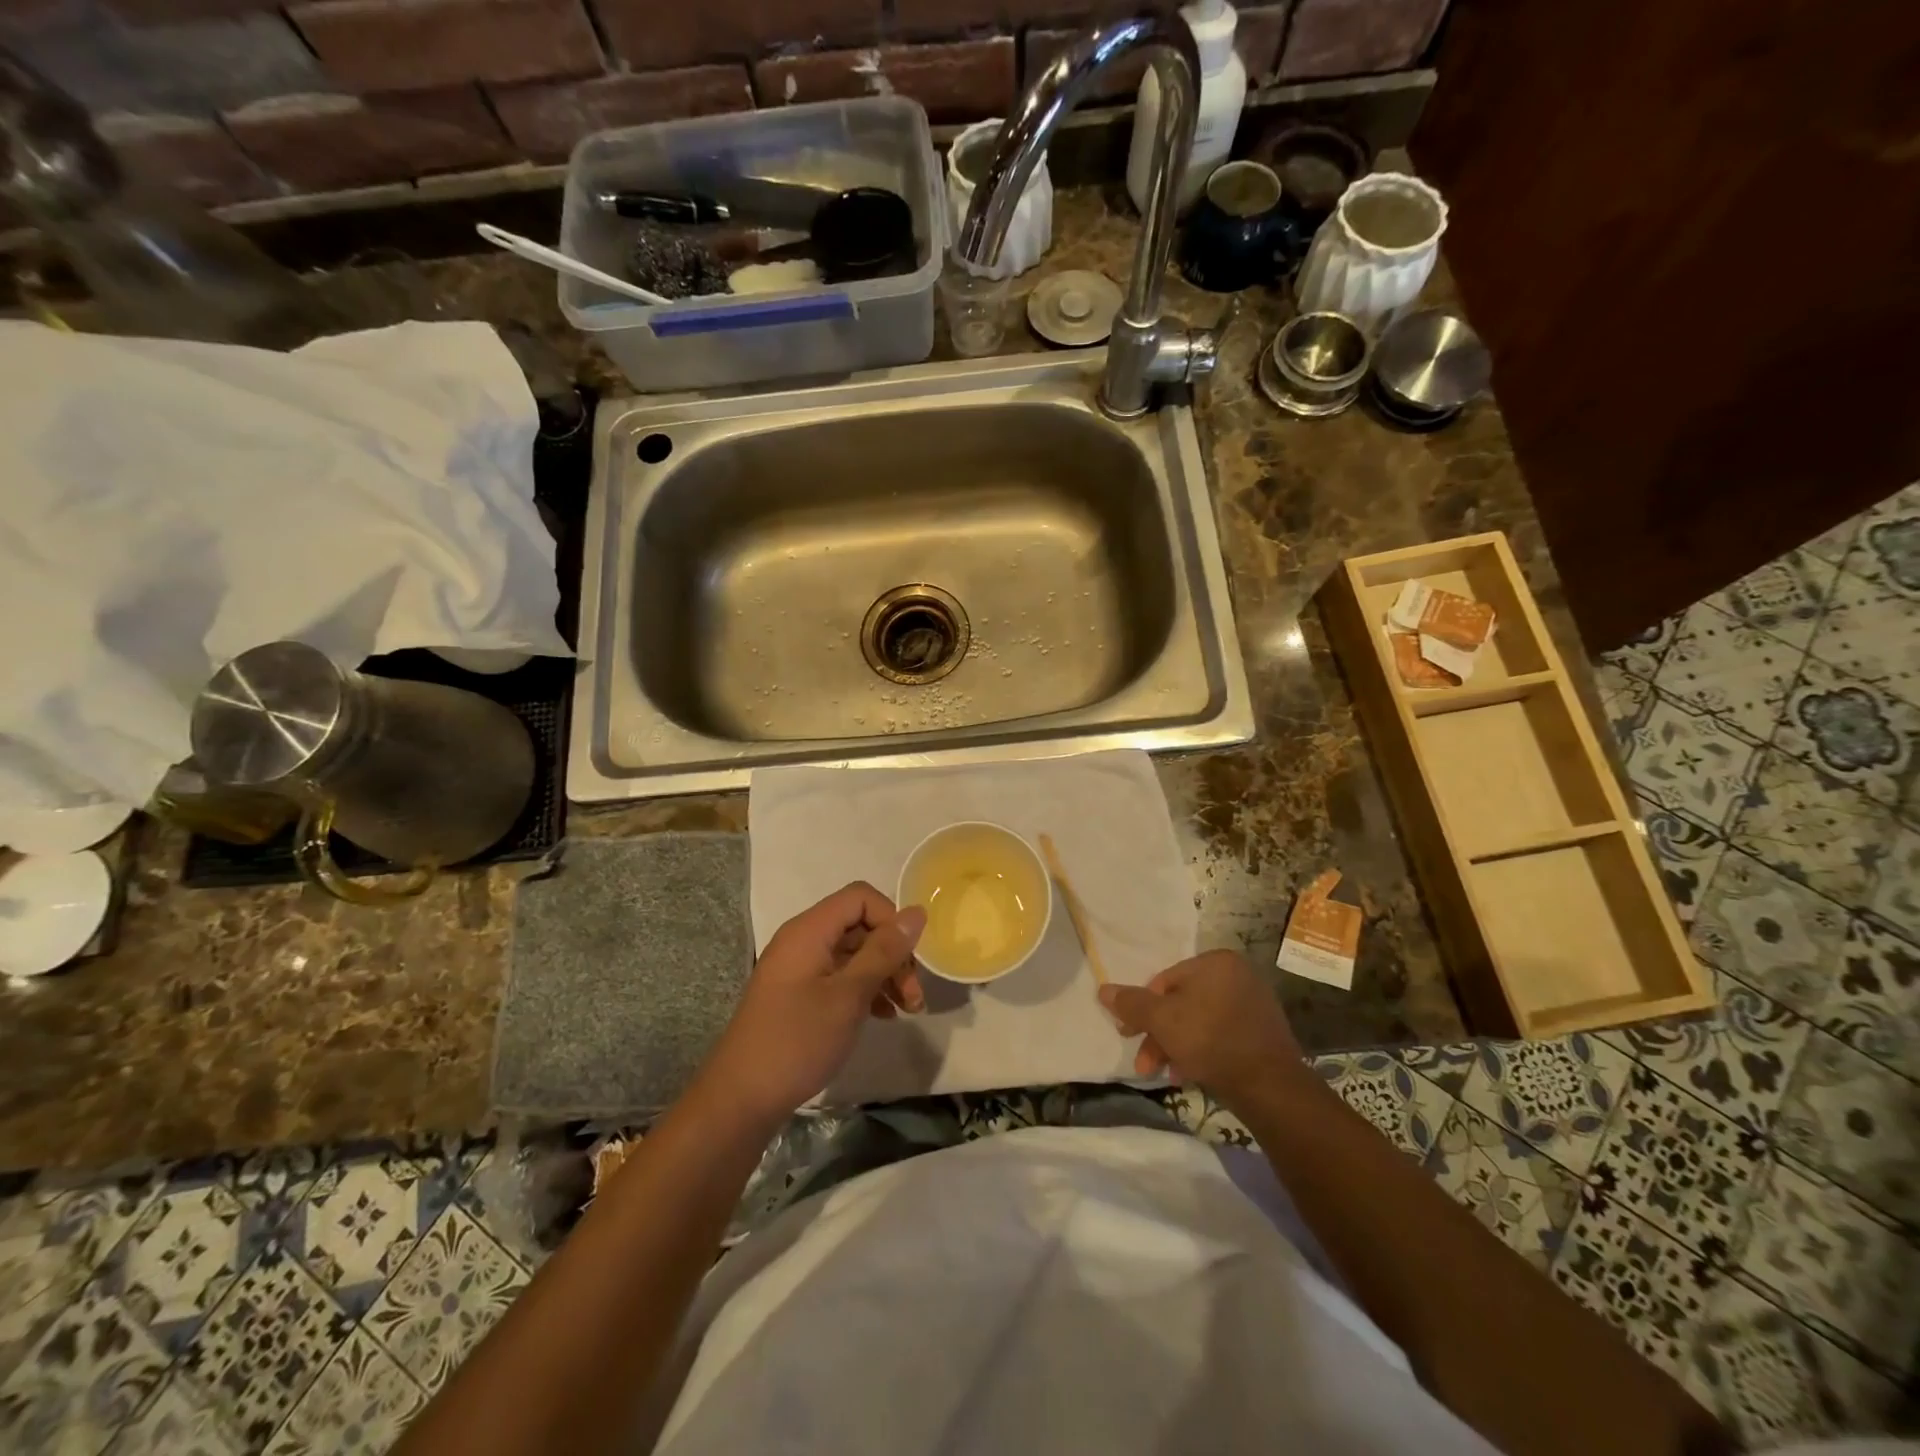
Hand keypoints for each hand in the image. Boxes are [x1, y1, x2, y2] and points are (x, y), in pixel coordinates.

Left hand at [699, 883, 925, 1122]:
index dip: (891, 919)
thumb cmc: (797, 1041)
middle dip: (893, 953)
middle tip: (914, 996)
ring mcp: (799, 968)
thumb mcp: (849, 996)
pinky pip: (840, 976)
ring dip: (884, 974)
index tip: (909, 958)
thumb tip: (917, 913)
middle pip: (859, 926)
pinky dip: (865, 989)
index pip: (860, 897)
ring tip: (907, 1010)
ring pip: (853, 953)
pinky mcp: (799, 994)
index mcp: (809, 930)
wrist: (741, 1100)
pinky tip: (883, 1015)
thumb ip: (884, 951)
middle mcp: (802, 940)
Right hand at [1098, 951, 1305, 1112]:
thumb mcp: (1162, 1020)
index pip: (1165, 980)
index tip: (1129, 1033)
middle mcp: (1237, 976)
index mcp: (1216, 962)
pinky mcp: (1261, 1033)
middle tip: (1143, 1059)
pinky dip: (1200, 1052)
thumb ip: (1131, 1003)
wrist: (1270, 1086)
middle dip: (1158, 1033)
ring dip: (1175, 1046)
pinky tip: (1187, 1074)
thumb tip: (1102, 989)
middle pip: (1182, 1003)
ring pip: (1199, 1022)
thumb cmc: (1210, 1040)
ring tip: (1161, 1072)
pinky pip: (1220, 1035)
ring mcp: (1253, 1005)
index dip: (1143, 1008)